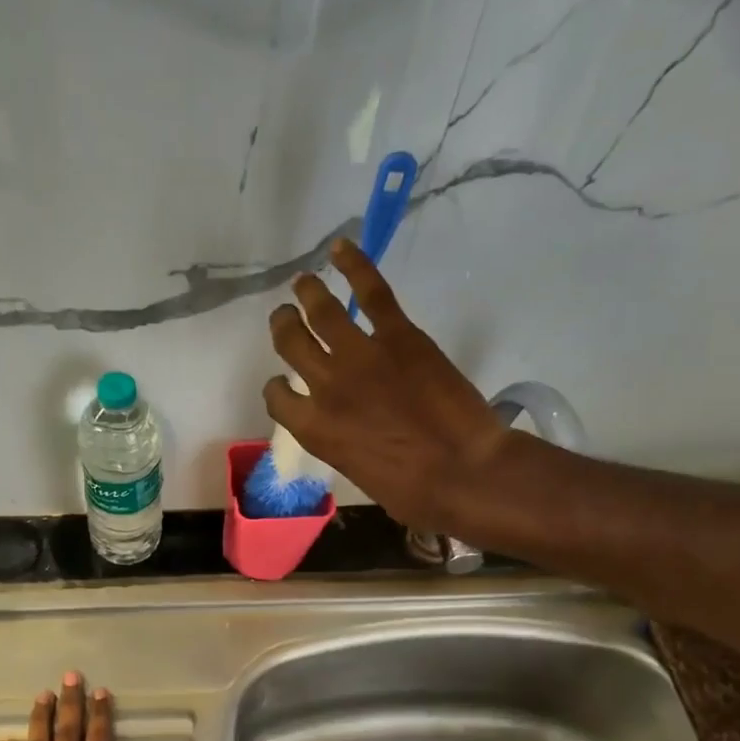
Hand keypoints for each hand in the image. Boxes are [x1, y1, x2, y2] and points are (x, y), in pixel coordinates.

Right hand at [263, 240, 522, 530]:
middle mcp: (324, 386)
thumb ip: (342, 443)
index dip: (276, 388)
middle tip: (285, 317)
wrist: (463, 473)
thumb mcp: (359, 473)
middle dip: (283, 328)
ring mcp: (359, 356)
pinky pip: (371, 292)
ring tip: (303, 281)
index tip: (283, 384)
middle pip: (290, 344)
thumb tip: (351, 432)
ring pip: (322, 312)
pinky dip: (354, 266)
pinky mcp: (398, 335)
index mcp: (313, 428)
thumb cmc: (412, 491)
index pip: (277, 398)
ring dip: (307, 293)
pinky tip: (341, 248)